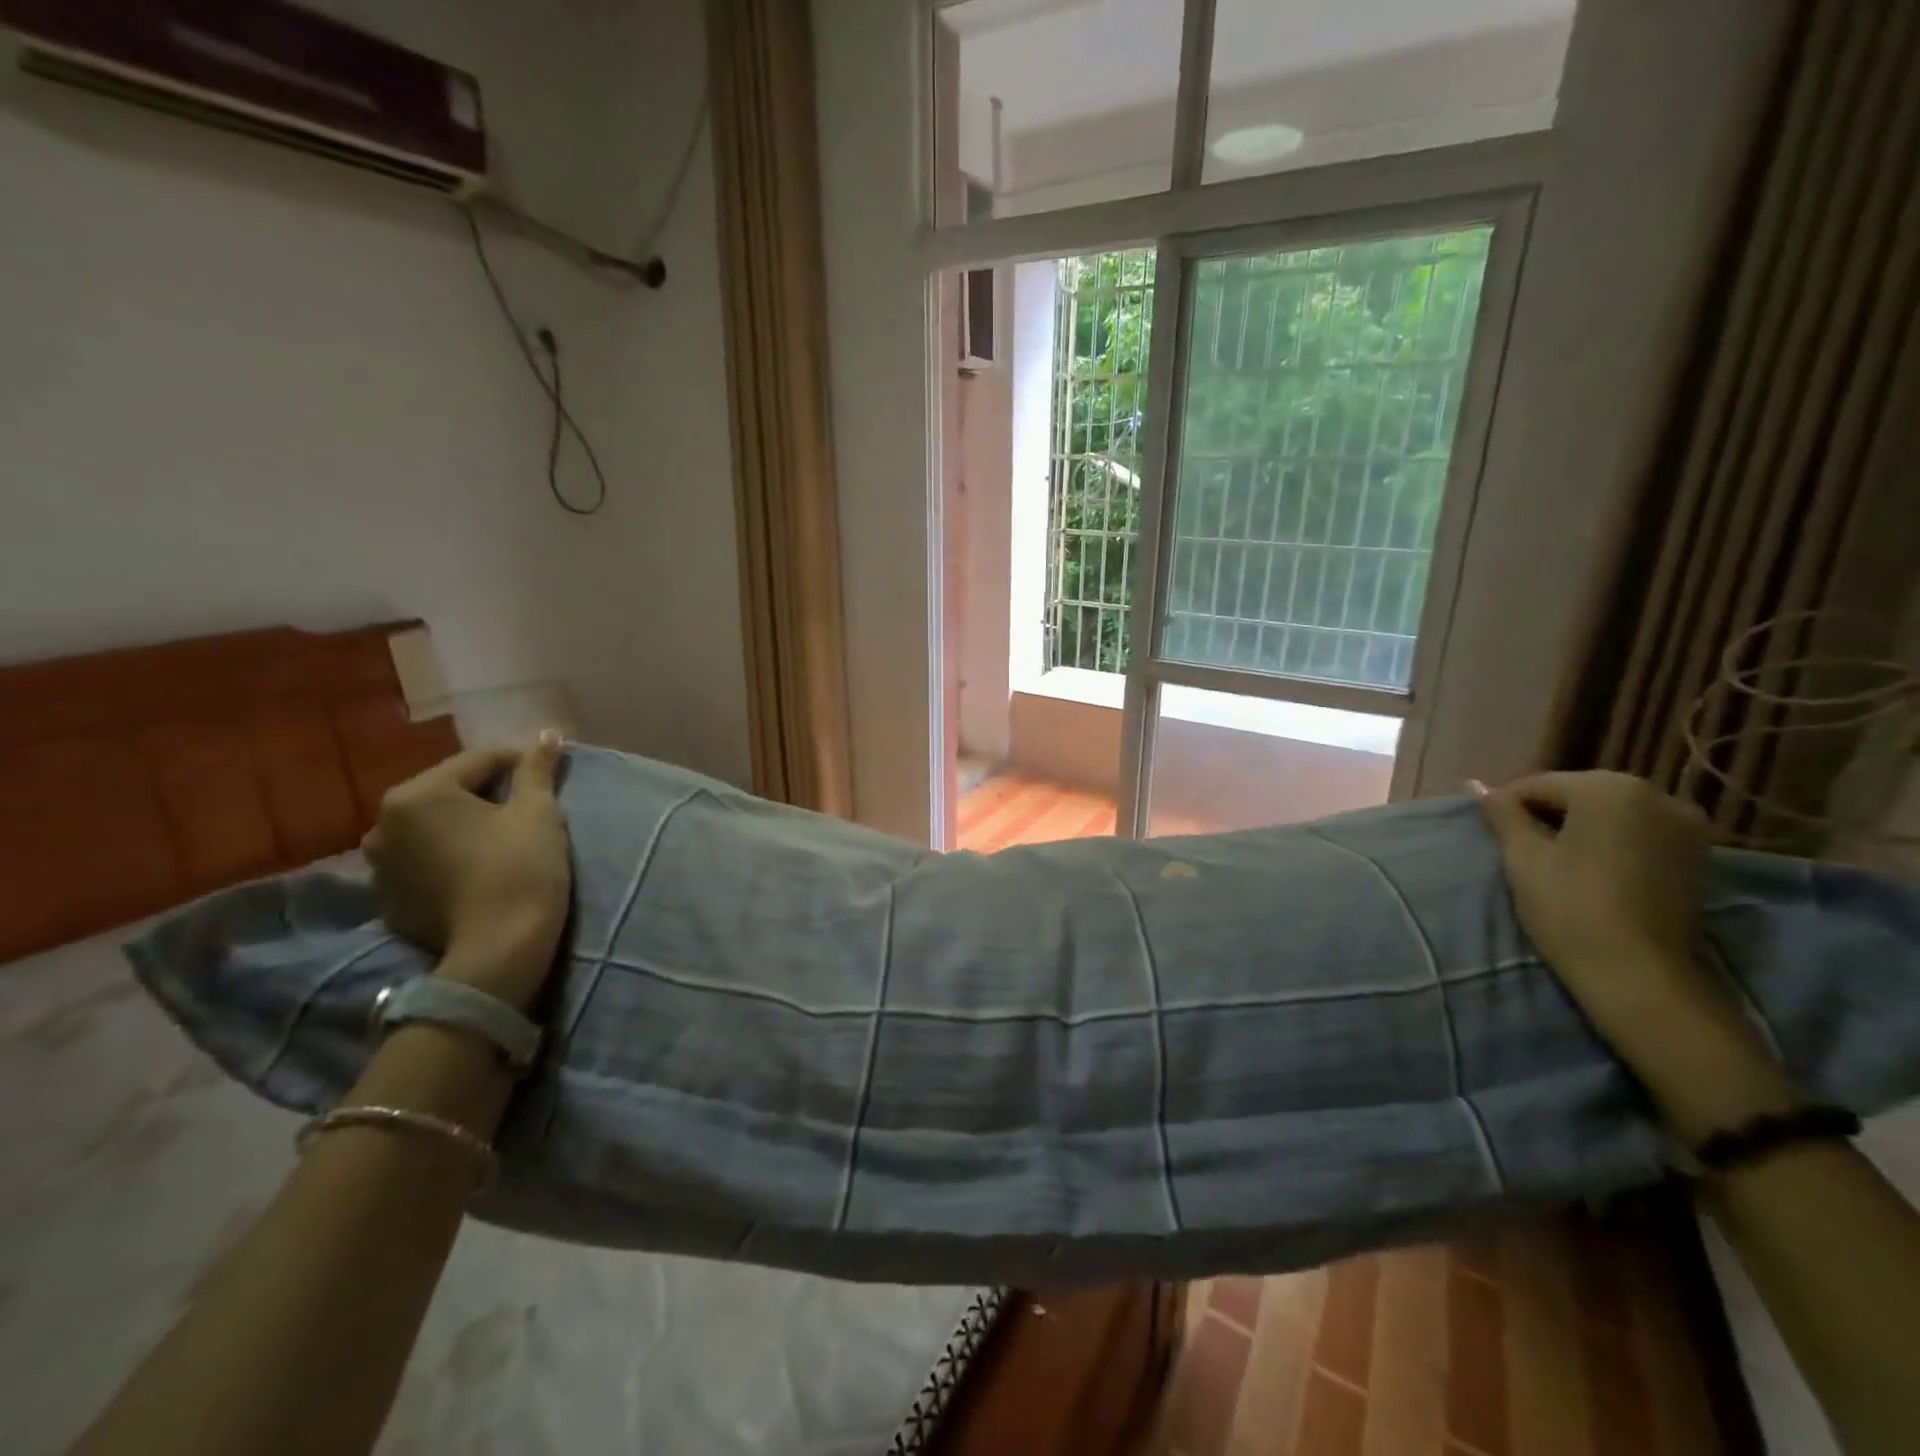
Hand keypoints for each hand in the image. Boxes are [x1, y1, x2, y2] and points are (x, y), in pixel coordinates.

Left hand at [361, 734, 571, 1012]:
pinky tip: (478, 867)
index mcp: (418, 794)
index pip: (478, 761)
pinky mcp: (388, 900)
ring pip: (433, 828)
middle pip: (449, 792)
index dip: (520, 762)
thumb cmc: (521, 867)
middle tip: (528, 804)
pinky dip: (448, 856)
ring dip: (463, 825)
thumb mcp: (537, 811)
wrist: (499, 949)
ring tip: (501, 836)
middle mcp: (384, 824)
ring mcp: (379, 866)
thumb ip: (536, 768)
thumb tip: (547, 733)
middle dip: (487, 793)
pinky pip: (423, 862)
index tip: (549, 772)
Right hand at [1476, 770, 1709, 976]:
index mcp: (1610, 787)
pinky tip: (1593, 869)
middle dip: (1547, 815)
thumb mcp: (1523, 856)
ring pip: (1610, 813)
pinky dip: (1612, 842)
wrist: (1638, 974)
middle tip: (1521, 849)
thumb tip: (1475, 785)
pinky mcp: (1699, 854)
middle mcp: (1657, 794)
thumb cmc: (1569, 906)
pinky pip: (1639, 832)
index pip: (1538, 785)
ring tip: (1555, 861)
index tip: (1494, 837)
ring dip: (1579, 828)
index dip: (1508, 808)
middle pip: (1579, 794)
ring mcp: (1687, 824)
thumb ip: (1502, 814)